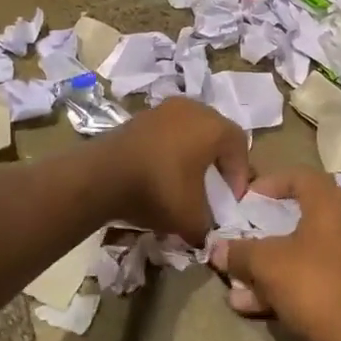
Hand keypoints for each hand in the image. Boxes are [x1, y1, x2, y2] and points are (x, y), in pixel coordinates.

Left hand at [99, 98, 250, 244]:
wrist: (101, 176)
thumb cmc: (158, 189)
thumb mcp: (191, 219)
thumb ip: (208, 225)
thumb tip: (206, 232)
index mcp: (213, 126)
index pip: (240, 146)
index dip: (240, 175)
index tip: (231, 200)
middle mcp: (193, 108)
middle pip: (216, 134)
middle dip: (218, 162)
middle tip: (213, 189)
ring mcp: (164, 109)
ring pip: (190, 131)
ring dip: (193, 154)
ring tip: (186, 182)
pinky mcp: (140, 116)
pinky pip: (167, 133)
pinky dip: (170, 150)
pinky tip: (161, 173)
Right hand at [210, 167, 340, 340]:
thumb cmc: (312, 284)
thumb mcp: (266, 263)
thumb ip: (238, 251)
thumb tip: (215, 248)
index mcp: (331, 202)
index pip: (298, 175)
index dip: (268, 184)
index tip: (245, 202)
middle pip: (300, 213)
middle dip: (265, 229)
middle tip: (242, 236)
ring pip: (304, 248)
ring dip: (270, 262)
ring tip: (238, 282)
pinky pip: (314, 271)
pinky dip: (287, 281)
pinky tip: (253, 303)